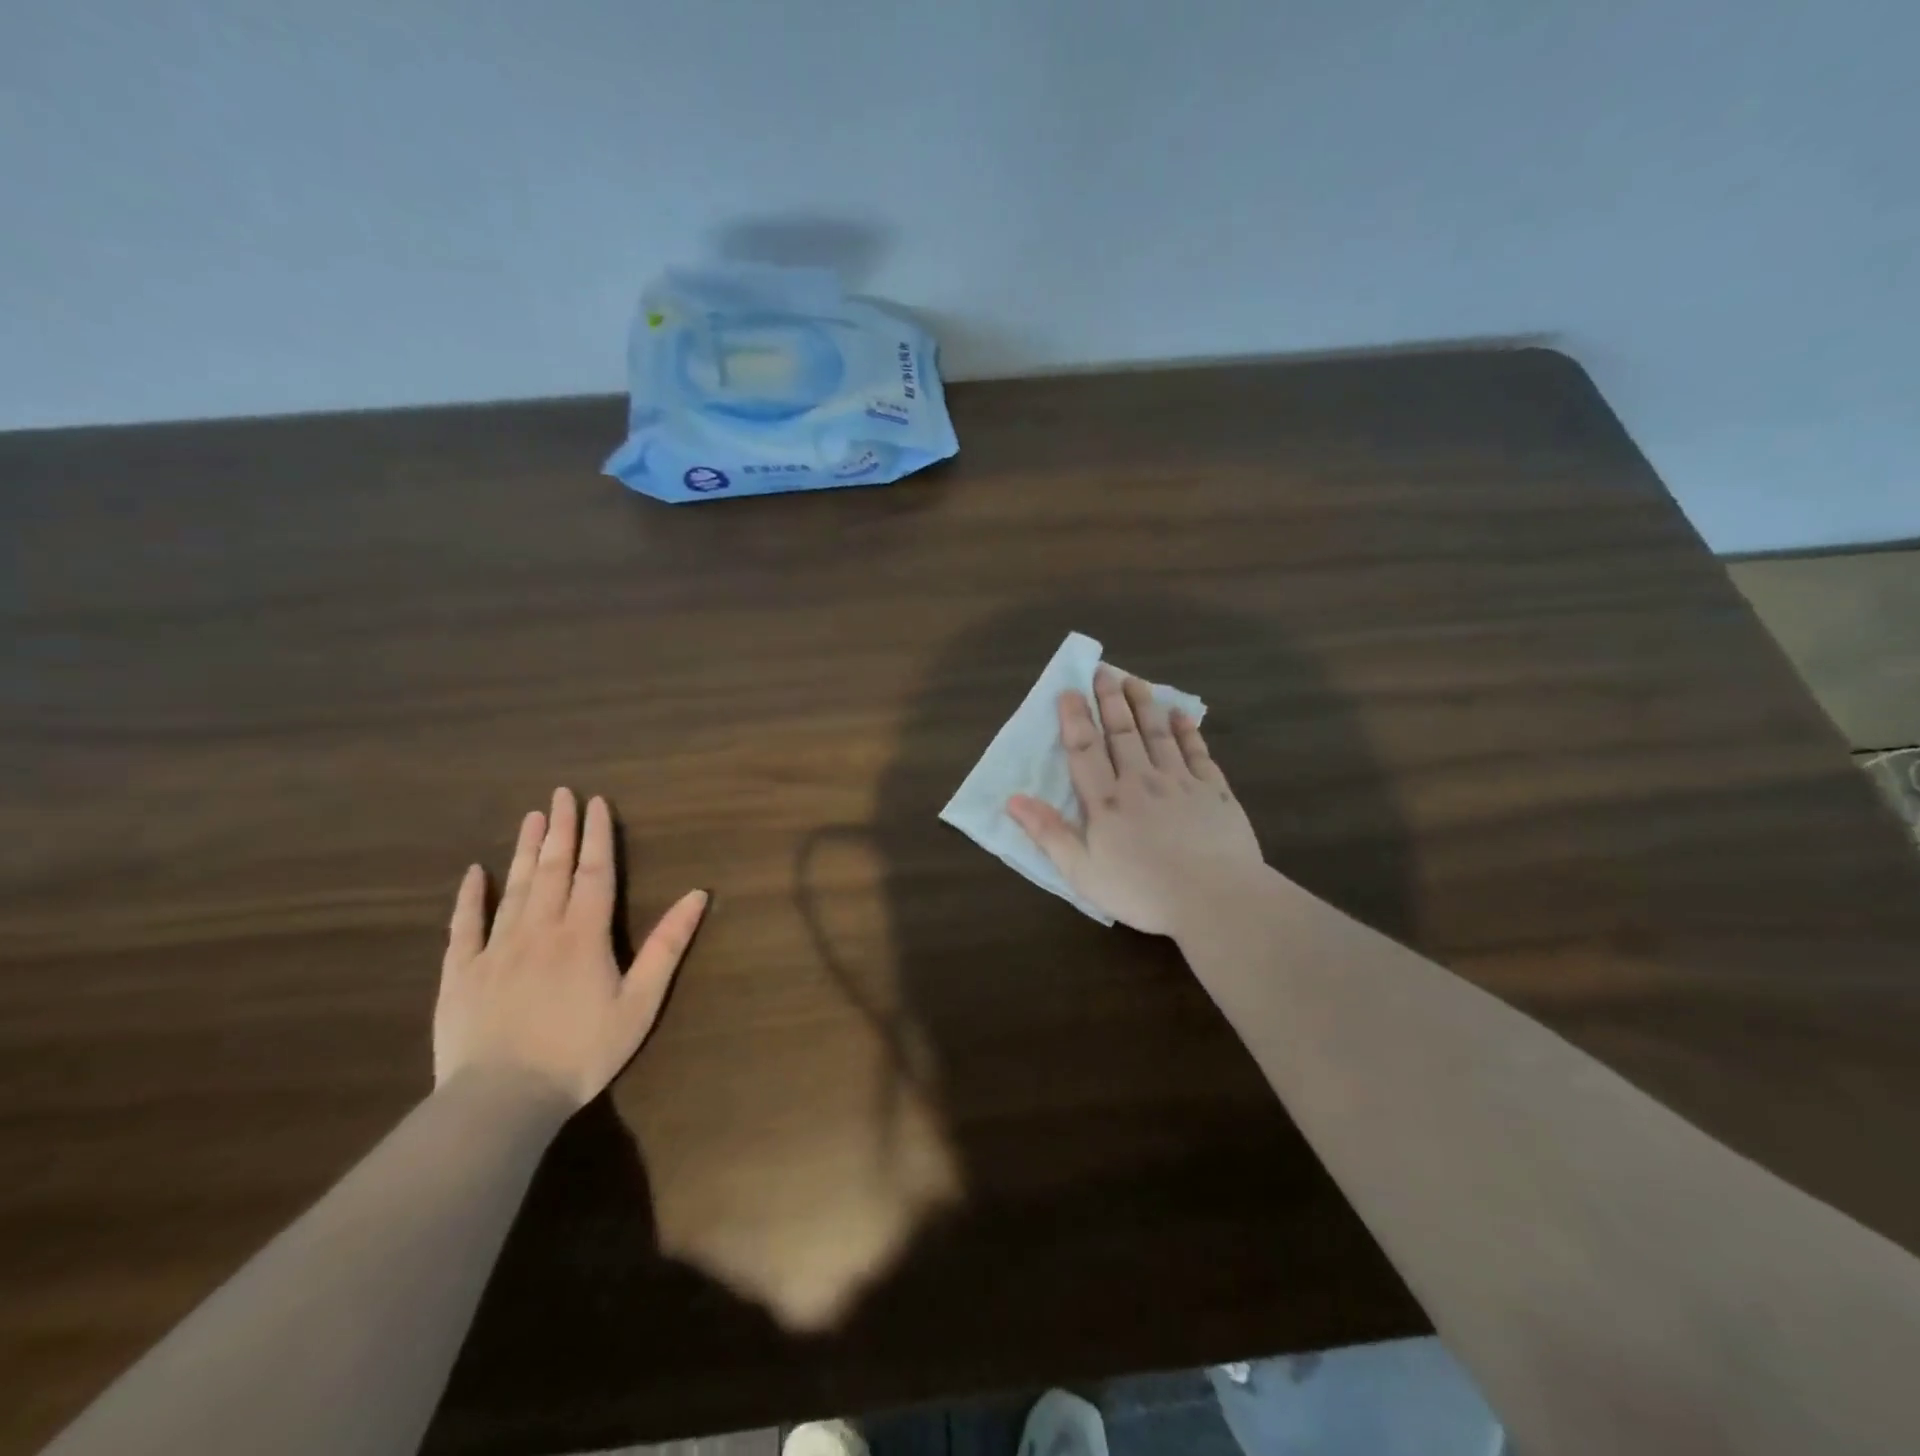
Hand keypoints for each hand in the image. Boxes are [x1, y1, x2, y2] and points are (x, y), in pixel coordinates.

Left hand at [434, 787, 708, 1106]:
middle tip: (560, 794)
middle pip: (552, 869)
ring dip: (523, 850)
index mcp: (584, 934)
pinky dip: (469, 897)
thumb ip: (667, 945)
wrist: (503, 1100)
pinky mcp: (460, 973)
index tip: (596, 802)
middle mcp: (540, 929)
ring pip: (512, 888)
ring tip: (531, 817)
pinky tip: (473, 874)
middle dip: (560, 830)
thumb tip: (698, 895)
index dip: (598, 835)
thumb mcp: (640, 1002)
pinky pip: (464, 926)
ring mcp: (495, 949)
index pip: (595, 872)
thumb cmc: (582, 1052)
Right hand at [1008, 666, 1262, 936]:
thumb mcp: (1082, 872)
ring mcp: (1181, 782)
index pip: (1085, 749)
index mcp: (1106, 801)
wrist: (1215, 899)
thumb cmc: (1142, 891)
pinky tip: (1182, 715)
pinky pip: (1198, 752)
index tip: (1068, 690)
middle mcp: (1141, 781)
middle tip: (1104, 670)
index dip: (1074, 718)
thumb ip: (1048, 833)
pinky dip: (1188, 731)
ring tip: (1136, 680)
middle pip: (1122, 732)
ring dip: (1145, 704)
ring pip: (1159, 733)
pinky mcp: (1214, 792)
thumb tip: (1012, 799)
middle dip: (1110, 699)